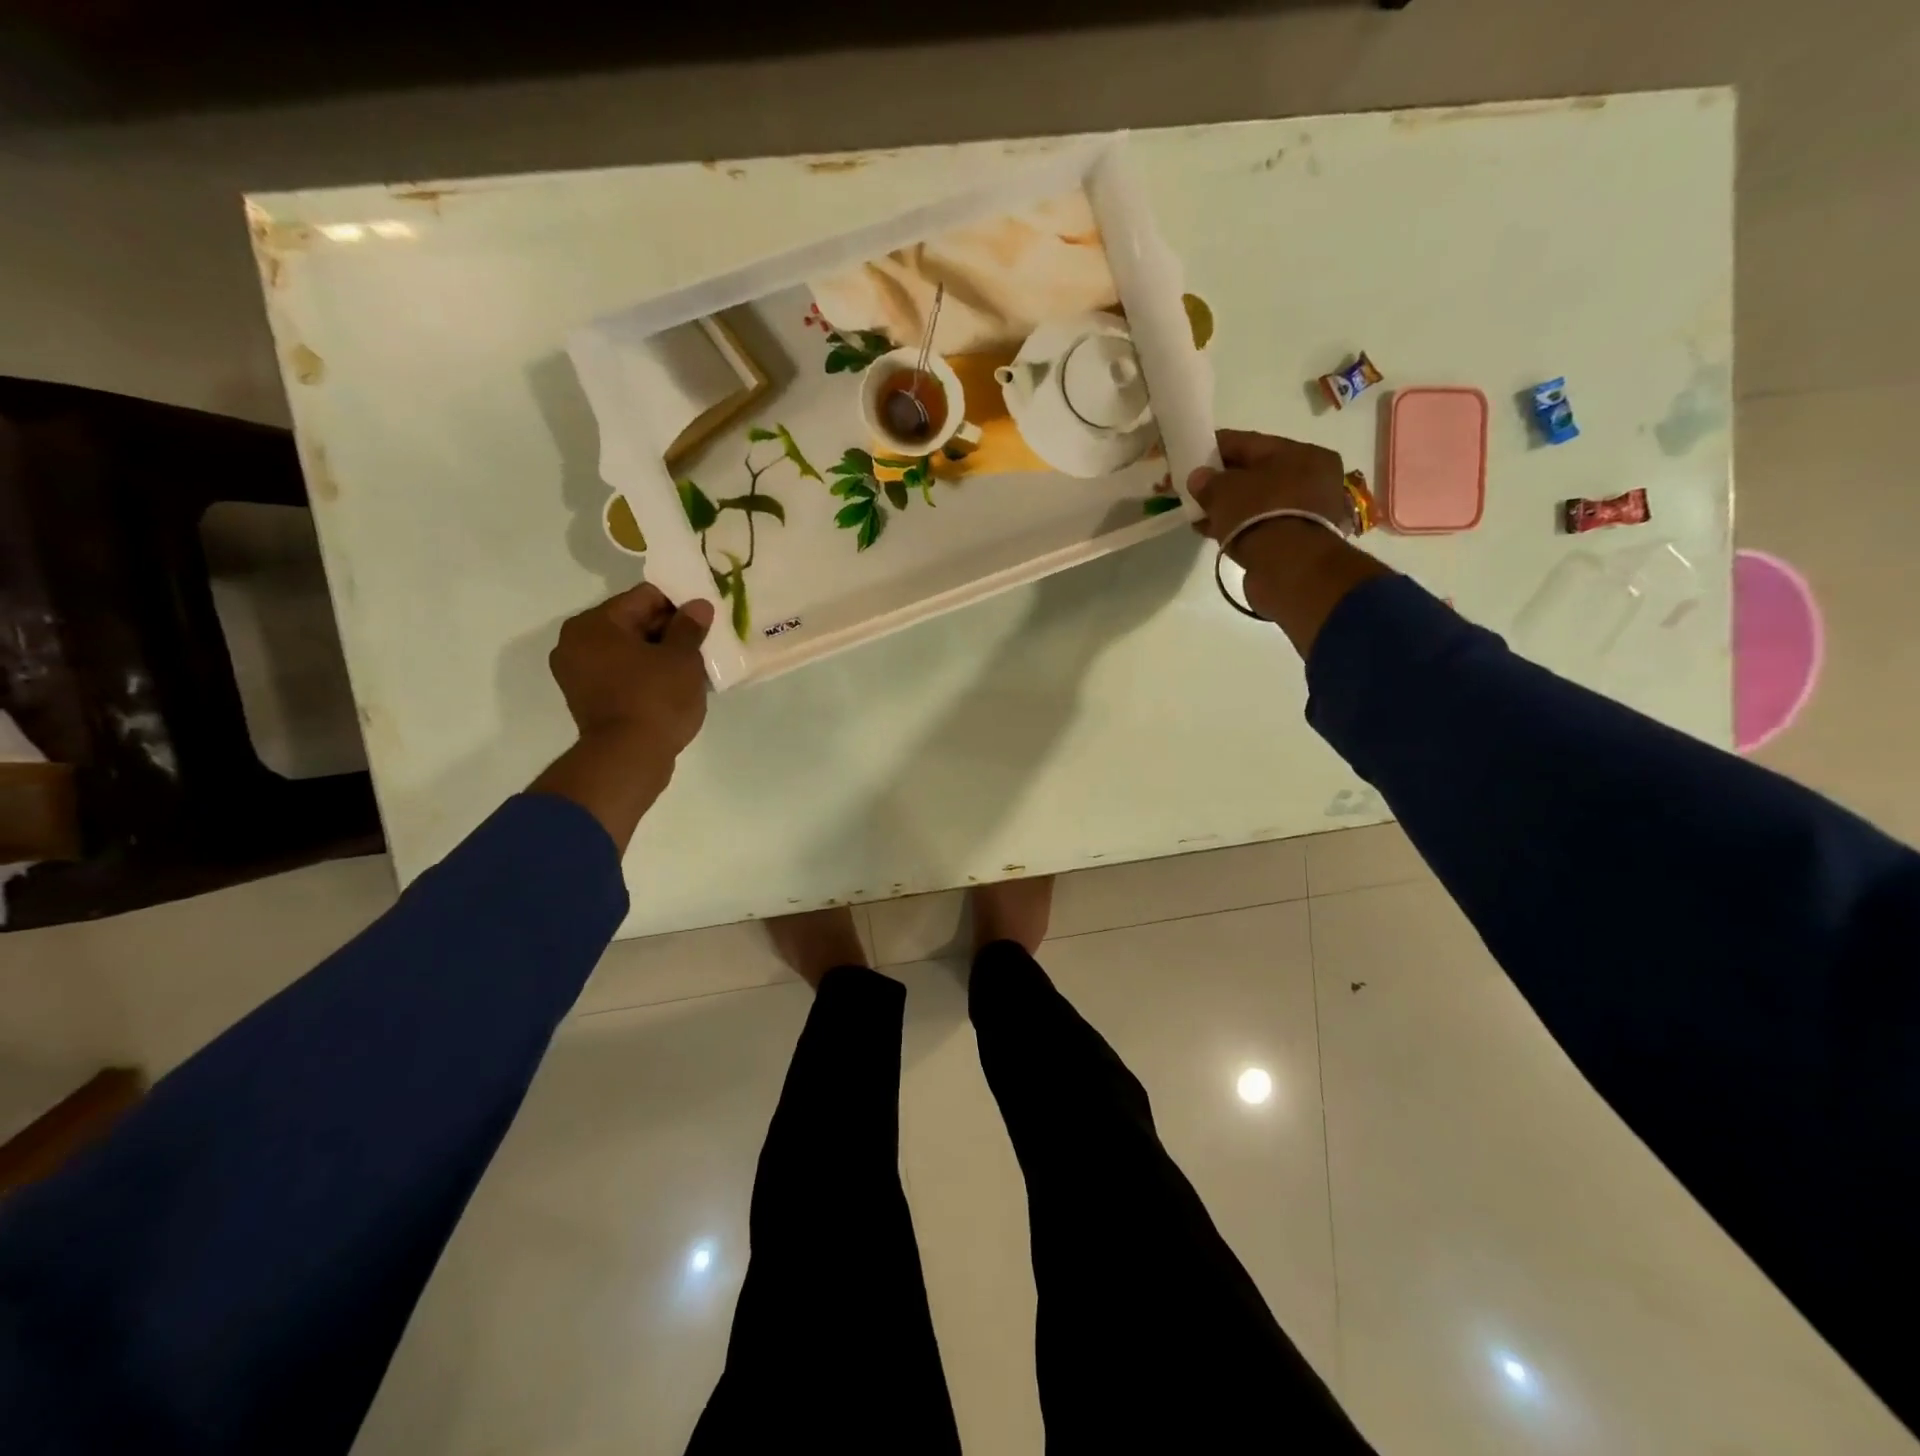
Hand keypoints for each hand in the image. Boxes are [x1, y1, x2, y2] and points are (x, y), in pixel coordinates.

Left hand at [532, 584, 714, 850]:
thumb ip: (690, 627)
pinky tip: (675, 684)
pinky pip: (622, 674)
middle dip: (669, 630)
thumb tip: (698, 606)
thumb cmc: (655, 699)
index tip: (706, 616)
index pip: (645, 597)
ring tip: (693, 665)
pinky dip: (646, 674)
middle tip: (703, 641)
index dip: (680, 603)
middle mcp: (577, 643)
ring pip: (629, 650)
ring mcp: (578, 674)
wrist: (628, 759)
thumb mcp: (682, 658)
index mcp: (595, 624)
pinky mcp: (588, 700)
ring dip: (659, 654)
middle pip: (633, 622)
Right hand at [1188, 428, 1390, 655]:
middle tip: (1194, 488)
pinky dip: (1237, 526)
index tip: (1191, 453)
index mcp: (1303, 453)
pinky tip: (1212, 531)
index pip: (1250, 442)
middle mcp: (1312, 479)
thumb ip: (1208, 481)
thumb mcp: (1225, 491)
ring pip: (1257, 502)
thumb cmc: (1260, 515)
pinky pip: (1259, 525)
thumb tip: (1198, 478)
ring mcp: (1307, 512)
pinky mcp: (1297, 541)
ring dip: (1228, 507)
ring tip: (1198, 514)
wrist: (1290, 570)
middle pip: (1256, 473)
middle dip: (1223, 481)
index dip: (1216, 447)